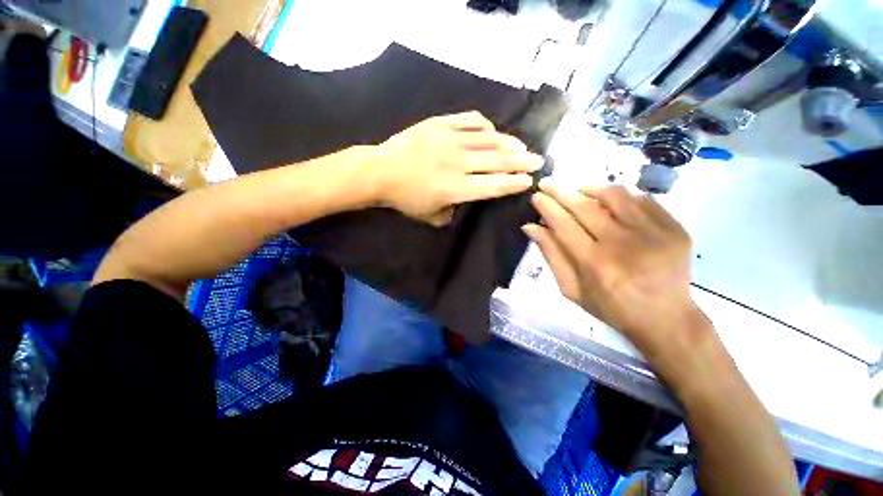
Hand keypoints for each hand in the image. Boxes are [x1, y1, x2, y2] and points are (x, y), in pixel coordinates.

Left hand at [370, 111, 542, 224]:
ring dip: (509, 143)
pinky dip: (485, 126)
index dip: (514, 183)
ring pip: (488, 139)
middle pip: (497, 161)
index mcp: (456, 188)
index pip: (493, 185)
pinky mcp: (440, 123)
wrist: (380, 171)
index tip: (529, 181)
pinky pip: (469, 121)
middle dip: (522, 161)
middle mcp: (458, 163)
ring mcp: (449, 139)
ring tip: (522, 146)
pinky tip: (492, 131)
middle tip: (538, 160)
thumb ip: (452, 212)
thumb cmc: (405, 198)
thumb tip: (466, 201)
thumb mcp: (430, 216)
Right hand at [523, 184, 709, 359]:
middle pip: (585, 206)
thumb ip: (551, 255)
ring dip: (590, 188)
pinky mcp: (674, 228)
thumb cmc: (611, 307)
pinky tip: (609, 202)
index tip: (536, 196)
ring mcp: (653, 234)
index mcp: (595, 264)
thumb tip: (531, 227)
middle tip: (548, 184)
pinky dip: (620, 196)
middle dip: (561, 191)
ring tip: (578, 191)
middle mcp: (623, 244)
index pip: (563, 224)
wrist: (665, 318)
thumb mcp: (571, 289)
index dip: (547, 207)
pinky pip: (641, 199)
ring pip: (614, 195)